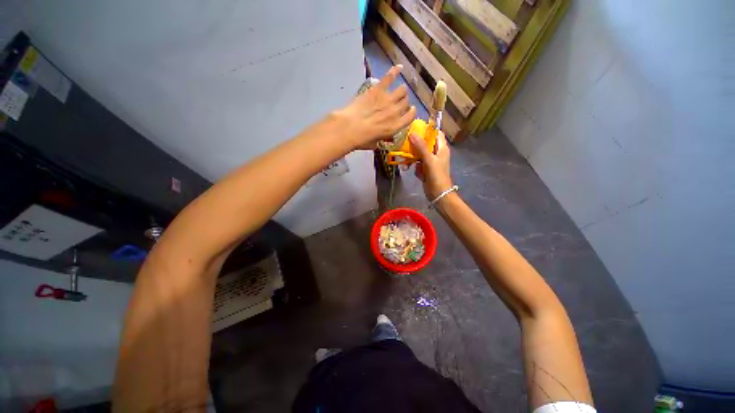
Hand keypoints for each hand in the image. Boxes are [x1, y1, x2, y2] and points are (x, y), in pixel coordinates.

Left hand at [335, 65, 415, 149]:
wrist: (349, 128)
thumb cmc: (361, 140)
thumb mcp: (375, 144)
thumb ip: (383, 139)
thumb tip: (387, 138)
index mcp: (396, 126)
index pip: (411, 116)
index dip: (411, 112)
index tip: (409, 110)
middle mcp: (395, 112)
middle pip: (406, 102)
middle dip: (404, 102)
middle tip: (398, 103)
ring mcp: (388, 99)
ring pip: (402, 90)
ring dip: (401, 91)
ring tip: (397, 91)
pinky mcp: (378, 89)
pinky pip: (390, 77)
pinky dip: (395, 71)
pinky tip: (399, 67)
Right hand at [411, 131, 452, 199]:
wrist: (438, 194)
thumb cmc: (437, 176)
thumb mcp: (429, 160)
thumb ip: (421, 147)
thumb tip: (412, 133)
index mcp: (441, 148)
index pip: (436, 133)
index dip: (427, 130)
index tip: (415, 129)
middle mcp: (437, 153)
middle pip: (425, 143)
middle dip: (416, 145)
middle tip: (406, 145)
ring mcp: (431, 161)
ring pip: (420, 154)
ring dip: (414, 158)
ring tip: (409, 163)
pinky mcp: (426, 169)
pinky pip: (418, 164)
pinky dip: (416, 167)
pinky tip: (418, 173)